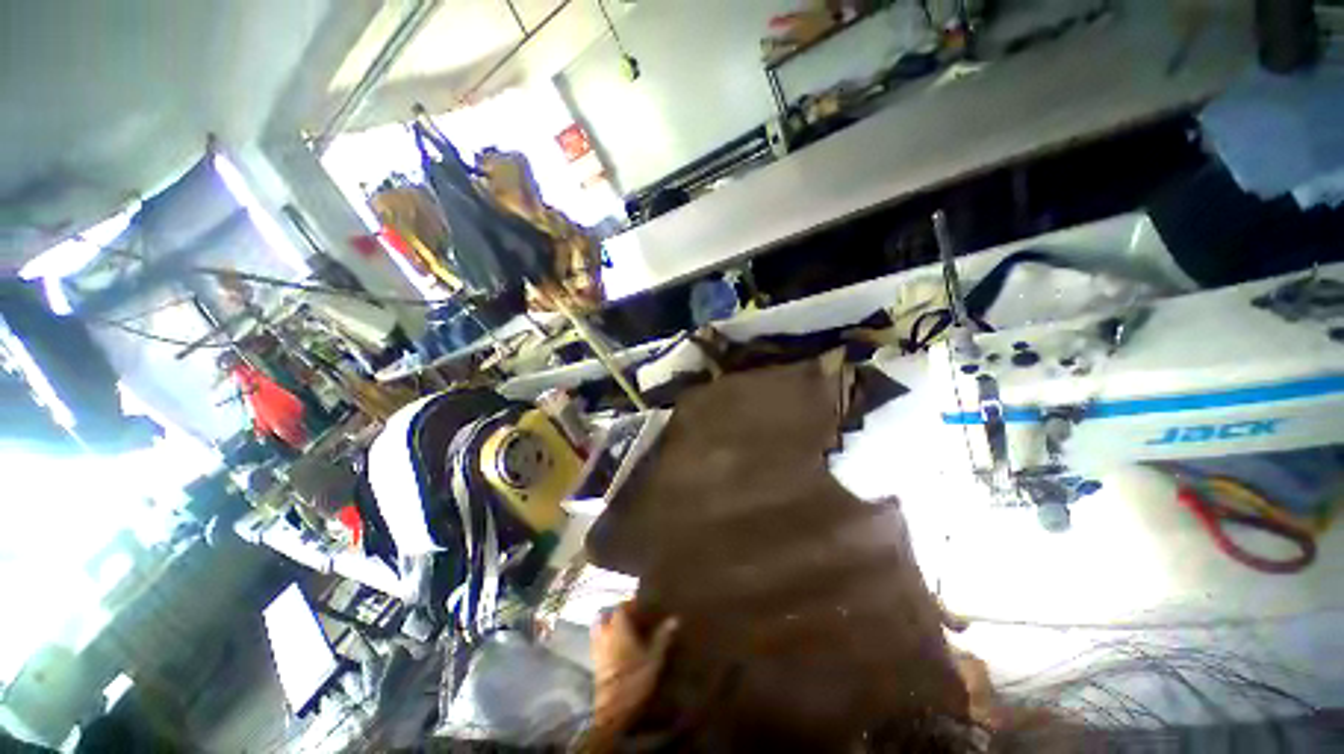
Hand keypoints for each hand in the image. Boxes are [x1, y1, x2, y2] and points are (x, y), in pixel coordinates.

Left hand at [591, 603, 678, 734]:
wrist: (613, 710)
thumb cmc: (635, 678)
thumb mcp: (654, 657)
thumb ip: (662, 637)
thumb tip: (674, 619)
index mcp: (618, 627)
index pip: (622, 606)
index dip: (631, 603)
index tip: (641, 605)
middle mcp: (605, 633)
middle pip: (606, 614)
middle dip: (616, 613)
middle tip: (630, 616)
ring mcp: (597, 648)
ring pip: (599, 628)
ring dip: (609, 626)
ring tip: (623, 631)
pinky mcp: (594, 664)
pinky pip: (598, 643)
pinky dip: (605, 641)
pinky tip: (616, 649)